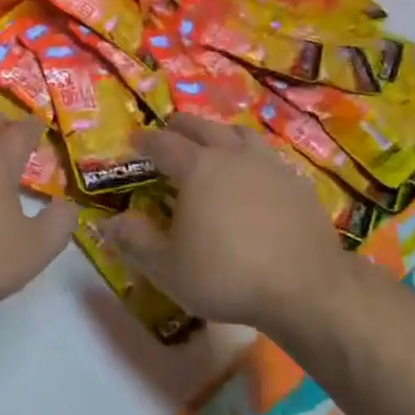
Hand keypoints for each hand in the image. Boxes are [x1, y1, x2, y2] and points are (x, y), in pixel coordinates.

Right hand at [109, 114, 345, 329]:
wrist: (305, 287)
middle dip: (181, 126)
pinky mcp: (297, 183)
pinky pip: (268, 157)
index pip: (163, 144)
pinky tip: (254, 174)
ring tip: (213, 142)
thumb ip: (136, 242)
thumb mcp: (169, 268)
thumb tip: (108, 223)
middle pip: (203, 128)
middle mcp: (232, 156)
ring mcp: (269, 165)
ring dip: (220, 133)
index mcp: (197, 168)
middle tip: (170, 130)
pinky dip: (252, 157)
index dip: (145, 140)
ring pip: (240, 134)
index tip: (134, 139)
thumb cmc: (227, 275)